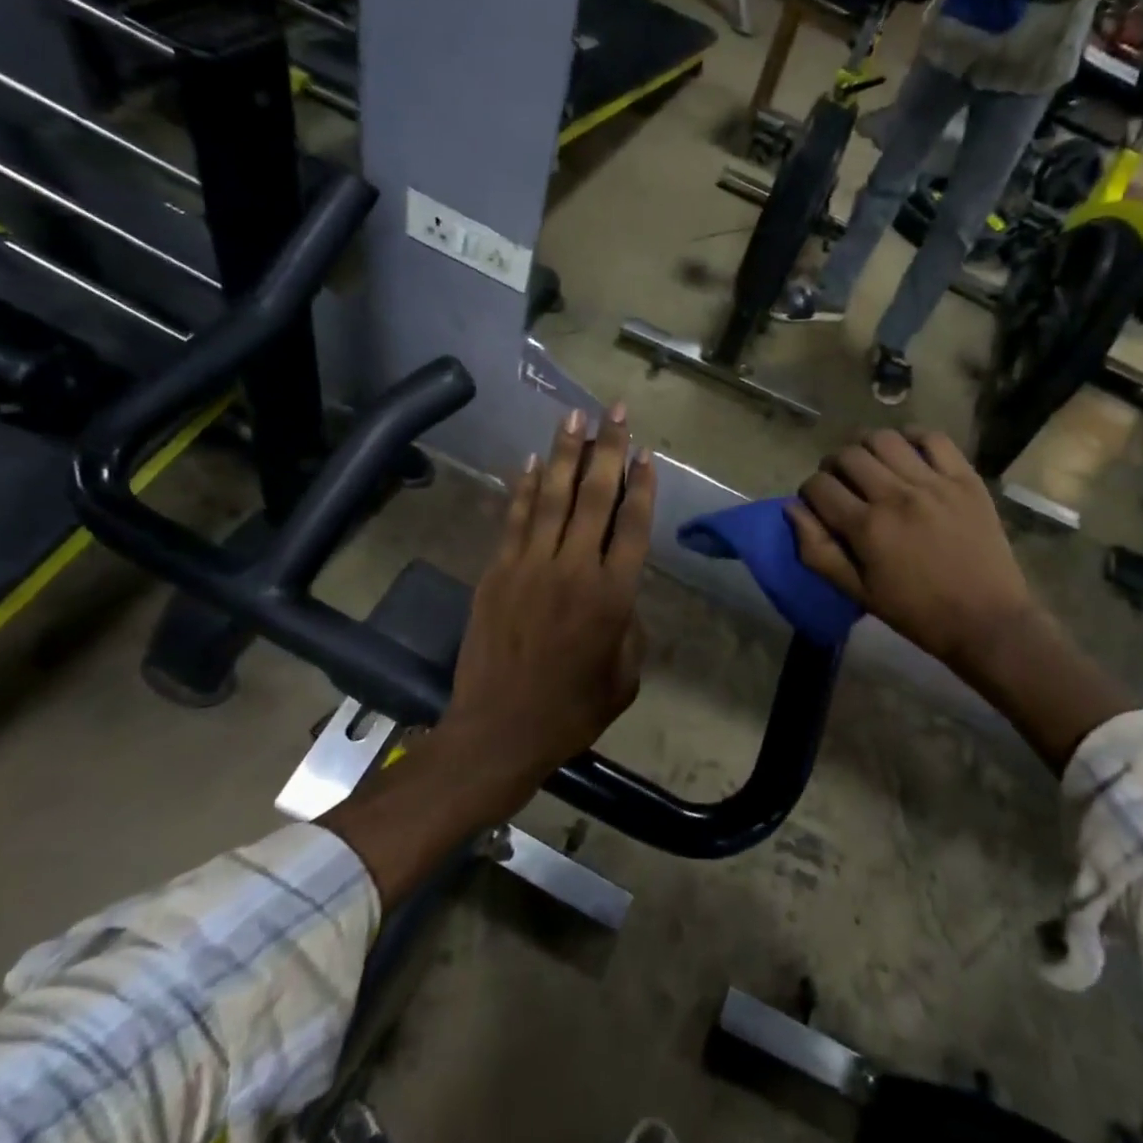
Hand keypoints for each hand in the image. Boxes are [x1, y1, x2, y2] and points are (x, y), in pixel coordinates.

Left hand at [320, 407, 654, 902]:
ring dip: (563, 454)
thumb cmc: (571, 711)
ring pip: (551, 497)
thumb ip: (629, 626)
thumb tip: (621, 594)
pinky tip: (530, 461)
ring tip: (572, 417)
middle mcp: (575, 569)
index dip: (641, 486)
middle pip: (594, 497)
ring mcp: (530, 566)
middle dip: (607, 450)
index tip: (645, 453)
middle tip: (613, 412)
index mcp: (614, 595)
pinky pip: (513, 520)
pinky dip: (522, 488)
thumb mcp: (624, 676)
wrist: (499, 730)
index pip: (633, 525)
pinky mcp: (497, 572)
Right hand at [786, 428, 1028, 674]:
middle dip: (833, 466)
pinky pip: (933, 438)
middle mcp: (896, 496)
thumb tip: (792, 510)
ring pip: (884, 439)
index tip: (818, 504)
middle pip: (847, 455)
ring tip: (871, 465)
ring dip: (867, 447)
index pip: (819, 486)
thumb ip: (818, 551)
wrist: (986, 620)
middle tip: (841, 484)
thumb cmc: (916, 612)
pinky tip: (906, 452)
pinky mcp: (965, 478)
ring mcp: (933, 483)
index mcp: (867, 527)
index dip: (809, 492)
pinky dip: (912, 437)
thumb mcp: (858, 591)